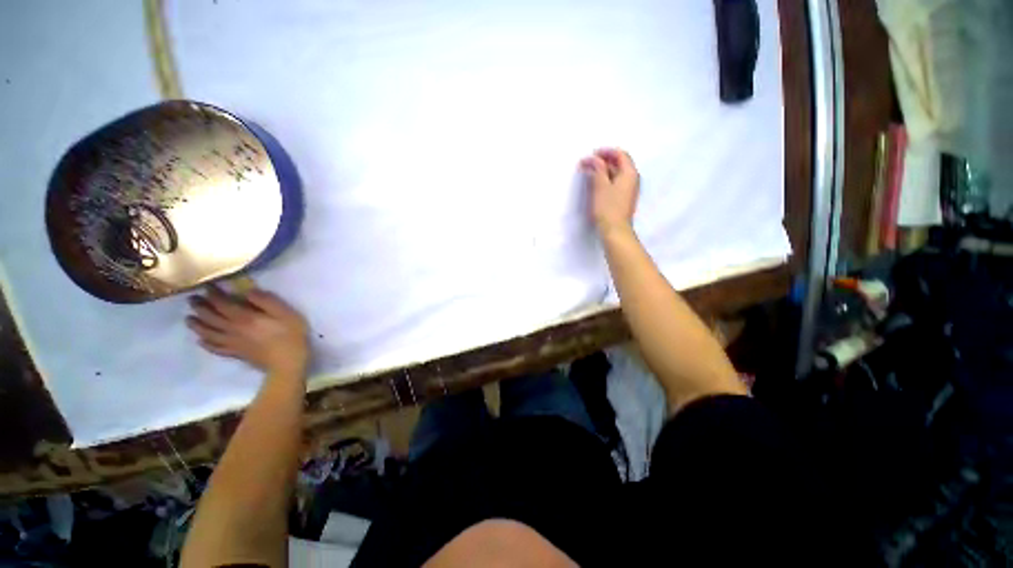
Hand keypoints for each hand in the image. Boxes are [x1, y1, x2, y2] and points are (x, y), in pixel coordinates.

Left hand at [187, 285, 308, 374]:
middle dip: (200, 307)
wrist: (288, 362)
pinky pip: (215, 348)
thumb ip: (267, 302)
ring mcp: (232, 343)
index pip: (222, 304)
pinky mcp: (235, 353)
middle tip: (192, 299)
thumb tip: (249, 291)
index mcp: (245, 318)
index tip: (207, 286)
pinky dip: (206, 344)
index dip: (213, 294)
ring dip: (196, 325)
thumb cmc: (290, 335)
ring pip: (208, 333)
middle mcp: (233, 329)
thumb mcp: (286, 314)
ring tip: (189, 319)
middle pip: (210, 318)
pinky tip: (202, 341)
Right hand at [579, 148, 639, 235]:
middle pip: (620, 163)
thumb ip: (598, 169)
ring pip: (617, 173)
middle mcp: (633, 179)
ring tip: (590, 172)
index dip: (606, 152)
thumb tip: (594, 159)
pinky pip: (616, 183)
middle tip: (589, 162)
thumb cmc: (608, 207)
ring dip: (604, 170)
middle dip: (604, 161)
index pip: (620, 154)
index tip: (592, 154)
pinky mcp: (624, 198)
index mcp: (630, 173)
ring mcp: (629, 190)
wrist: (615, 231)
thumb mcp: (600, 186)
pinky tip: (596, 183)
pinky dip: (606, 179)